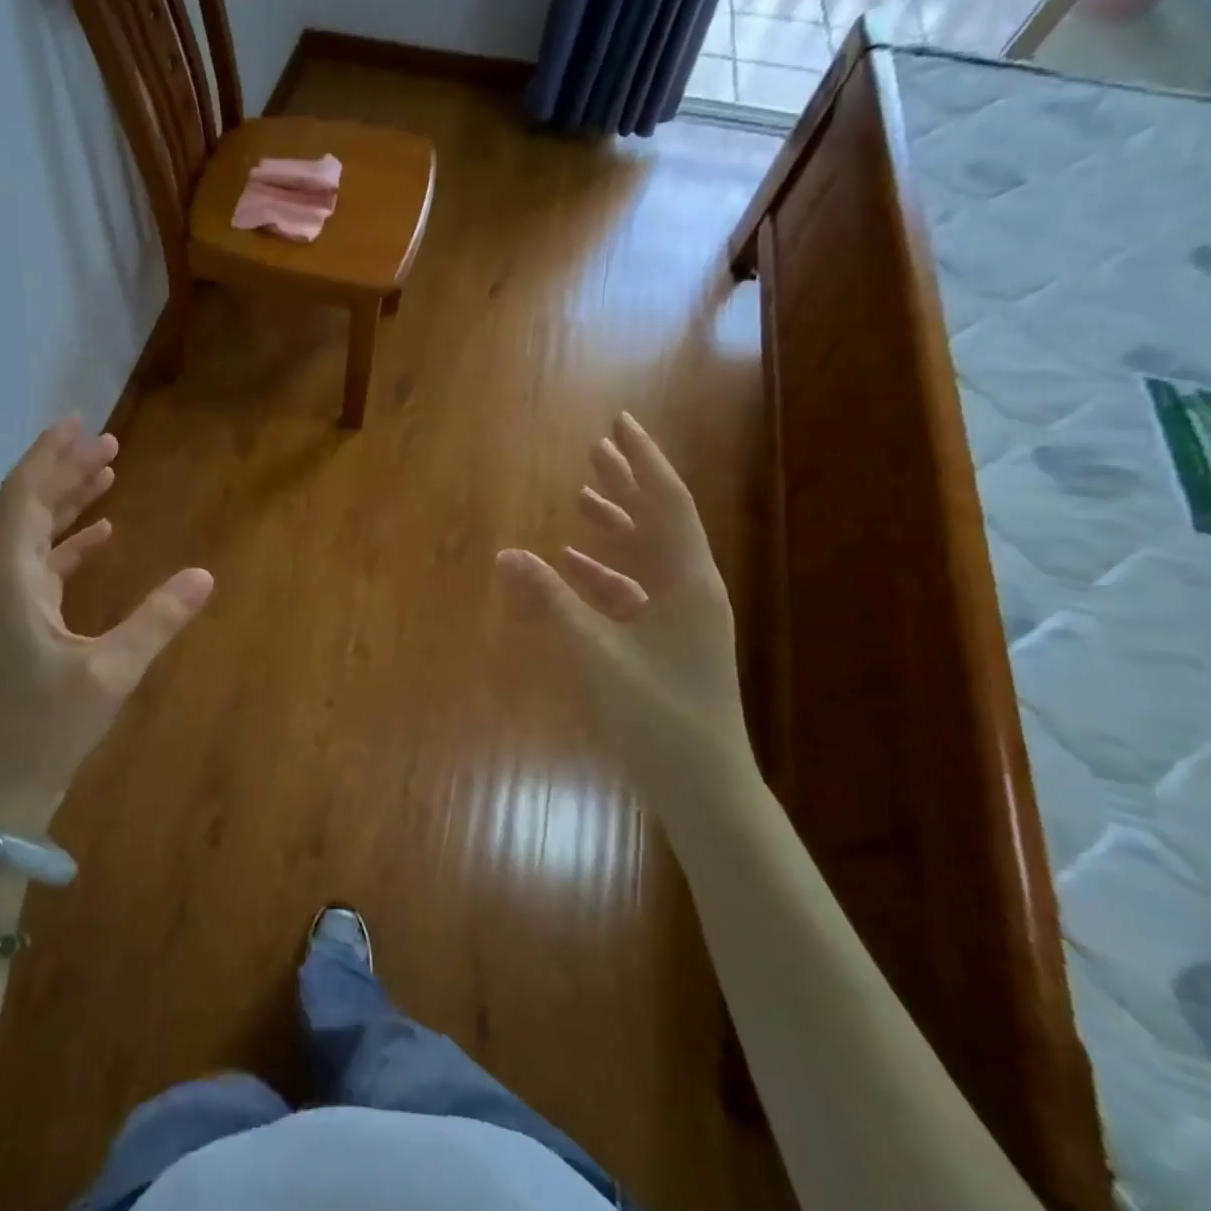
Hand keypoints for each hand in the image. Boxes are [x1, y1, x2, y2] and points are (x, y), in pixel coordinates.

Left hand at [0, 417, 212, 835]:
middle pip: (29, 509)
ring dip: (70, 501)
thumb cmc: (48, 730)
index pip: (23, 500)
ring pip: (38, 535)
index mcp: (15, 584)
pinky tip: (104, 533)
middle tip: (107, 442)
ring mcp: (14, 606)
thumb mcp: (110, 674)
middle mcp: (7, 584)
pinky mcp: (26, 626)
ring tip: (108, 472)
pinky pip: (48, 566)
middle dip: (64, 470)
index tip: (77, 424)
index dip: (47, 457)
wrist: (2, 789)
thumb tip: (205, 575)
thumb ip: (157, 621)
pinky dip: (74, 542)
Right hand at [497, 413, 754, 826]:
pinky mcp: (667, 640)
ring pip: (645, 554)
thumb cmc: (658, 715)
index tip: (619, 424)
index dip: (642, 460)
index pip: (666, 502)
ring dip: (615, 524)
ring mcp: (681, 616)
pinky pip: (634, 590)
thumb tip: (506, 555)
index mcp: (688, 581)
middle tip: (596, 448)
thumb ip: (551, 601)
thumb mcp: (597, 654)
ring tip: (583, 494)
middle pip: (658, 520)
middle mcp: (691, 588)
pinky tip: (573, 563)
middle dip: (628, 483)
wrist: (704, 786)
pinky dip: (604, 571)